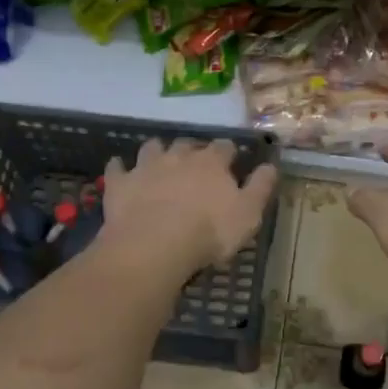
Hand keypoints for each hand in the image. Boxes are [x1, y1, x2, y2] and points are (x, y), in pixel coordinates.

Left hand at [99, 137, 277, 276]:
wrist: (154, 244)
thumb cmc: (208, 231)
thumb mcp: (248, 214)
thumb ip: (260, 187)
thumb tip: (271, 166)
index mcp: (211, 162)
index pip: (224, 147)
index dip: (228, 153)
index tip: (231, 159)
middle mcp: (179, 156)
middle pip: (187, 144)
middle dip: (192, 150)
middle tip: (195, 163)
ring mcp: (146, 167)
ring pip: (152, 147)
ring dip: (157, 151)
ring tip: (159, 161)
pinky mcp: (120, 183)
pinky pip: (116, 168)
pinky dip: (119, 167)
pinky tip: (119, 170)